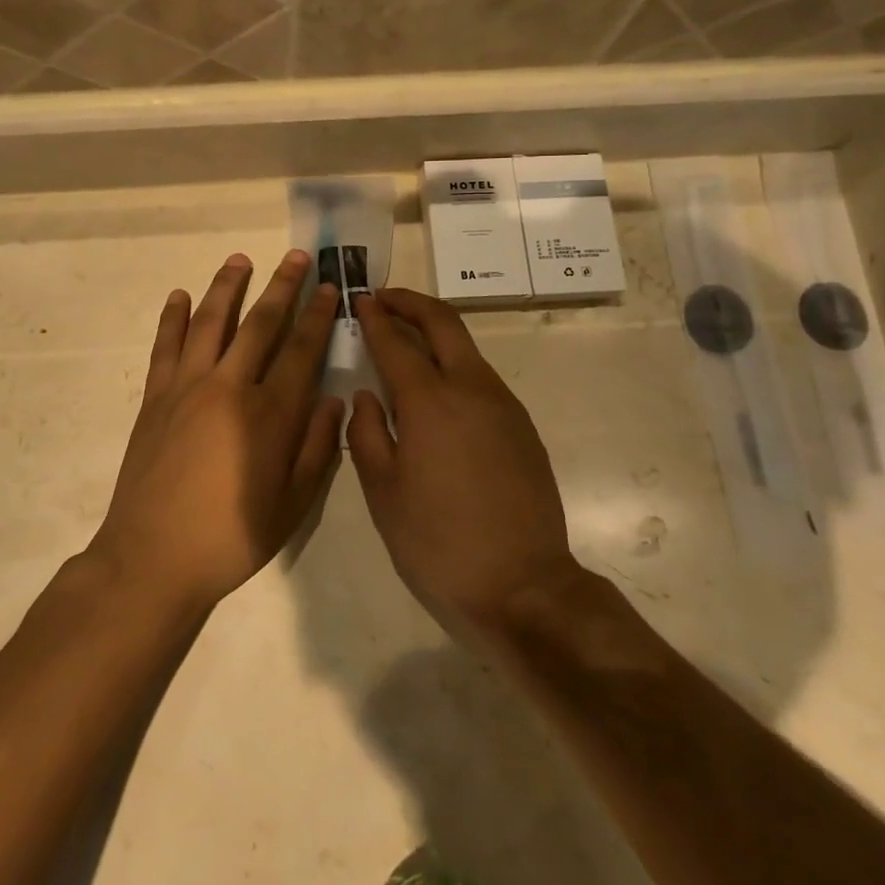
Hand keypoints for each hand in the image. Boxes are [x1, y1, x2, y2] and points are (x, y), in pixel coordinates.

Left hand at [90, 252, 342, 615]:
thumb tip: (334, 401)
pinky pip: (165, 347)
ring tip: (240, 259)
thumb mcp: (291, 505)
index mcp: (269, 415)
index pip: (301, 350)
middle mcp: (229, 388)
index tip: (329, 287)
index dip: (318, 316)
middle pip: (260, 324)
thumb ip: (315, 449)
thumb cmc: (230, 538)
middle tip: (296, 256)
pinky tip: (178, 296)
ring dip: (227, 287)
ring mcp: (186, 388)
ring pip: (210, 322)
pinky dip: (171, 318)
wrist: (152, 559)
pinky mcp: (155, 398)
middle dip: (281, 286)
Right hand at [348, 289, 581, 630]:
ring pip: (466, 348)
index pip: (395, 341)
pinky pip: (481, 377)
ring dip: (434, 331)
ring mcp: (503, 404)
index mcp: (429, 401)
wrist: (523, 586)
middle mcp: (471, 388)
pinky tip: (437, 389)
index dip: (375, 316)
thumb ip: (367, 432)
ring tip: (404, 339)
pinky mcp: (522, 425)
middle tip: (384, 298)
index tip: (361, 299)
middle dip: (411, 302)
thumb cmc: (438, 542)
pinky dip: (453, 363)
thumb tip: (367, 395)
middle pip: (443, 321)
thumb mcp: (383, 491)